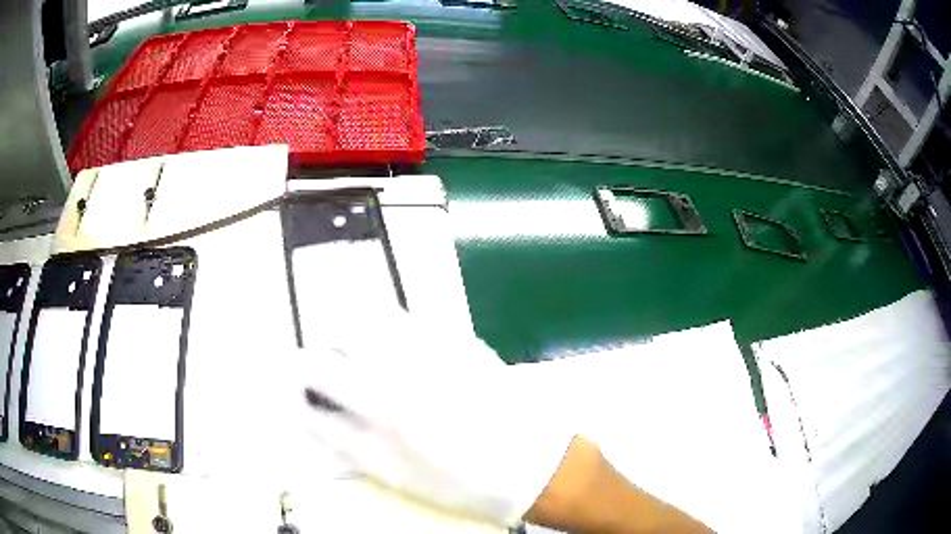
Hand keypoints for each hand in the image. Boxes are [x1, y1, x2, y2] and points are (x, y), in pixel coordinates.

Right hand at [291, 310, 574, 526]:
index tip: (298, 376)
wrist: (529, 465)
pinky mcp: (462, 338)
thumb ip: (339, 438)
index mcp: (381, 400)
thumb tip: (303, 411)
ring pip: (378, 314)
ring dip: (360, 328)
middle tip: (332, 368)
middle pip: (343, 327)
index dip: (299, 368)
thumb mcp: (390, 472)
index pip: (317, 365)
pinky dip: (396, 327)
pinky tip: (403, 352)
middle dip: (329, 344)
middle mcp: (404, 362)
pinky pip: (416, 318)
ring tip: (364, 356)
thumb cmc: (458, 481)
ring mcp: (437, 344)